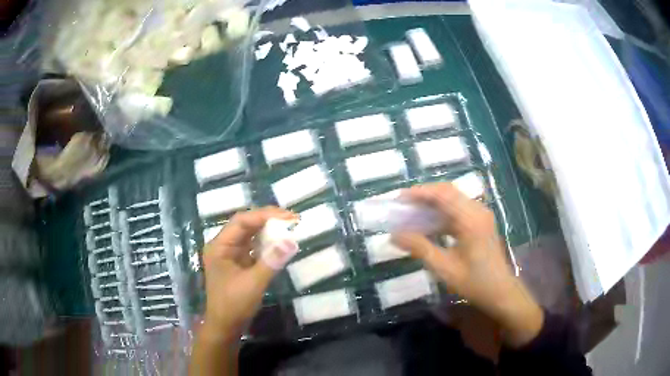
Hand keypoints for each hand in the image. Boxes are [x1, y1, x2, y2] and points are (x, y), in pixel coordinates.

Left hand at [200, 207, 297, 340]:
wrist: (225, 326)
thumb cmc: (234, 305)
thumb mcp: (253, 284)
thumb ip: (271, 261)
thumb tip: (291, 241)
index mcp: (220, 246)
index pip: (242, 221)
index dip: (265, 215)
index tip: (288, 216)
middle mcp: (223, 246)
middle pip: (246, 225)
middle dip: (268, 220)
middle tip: (292, 220)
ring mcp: (230, 255)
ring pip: (250, 235)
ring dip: (269, 231)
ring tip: (289, 227)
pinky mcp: (238, 263)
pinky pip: (253, 248)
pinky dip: (267, 244)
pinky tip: (280, 244)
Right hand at [392, 183, 542, 346]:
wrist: (501, 292)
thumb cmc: (475, 283)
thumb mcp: (445, 268)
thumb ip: (420, 248)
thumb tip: (395, 235)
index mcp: (471, 220)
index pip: (443, 194)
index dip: (419, 192)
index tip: (399, 199)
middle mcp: (478, 211)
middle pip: (448, 191)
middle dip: (424, 195)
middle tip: (403, 206)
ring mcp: (481, 215)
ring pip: (453, 199)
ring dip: (433, 203)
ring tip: (412, 214)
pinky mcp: (481, 222)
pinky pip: (459, 209)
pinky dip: (442, 212)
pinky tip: (430, 225)